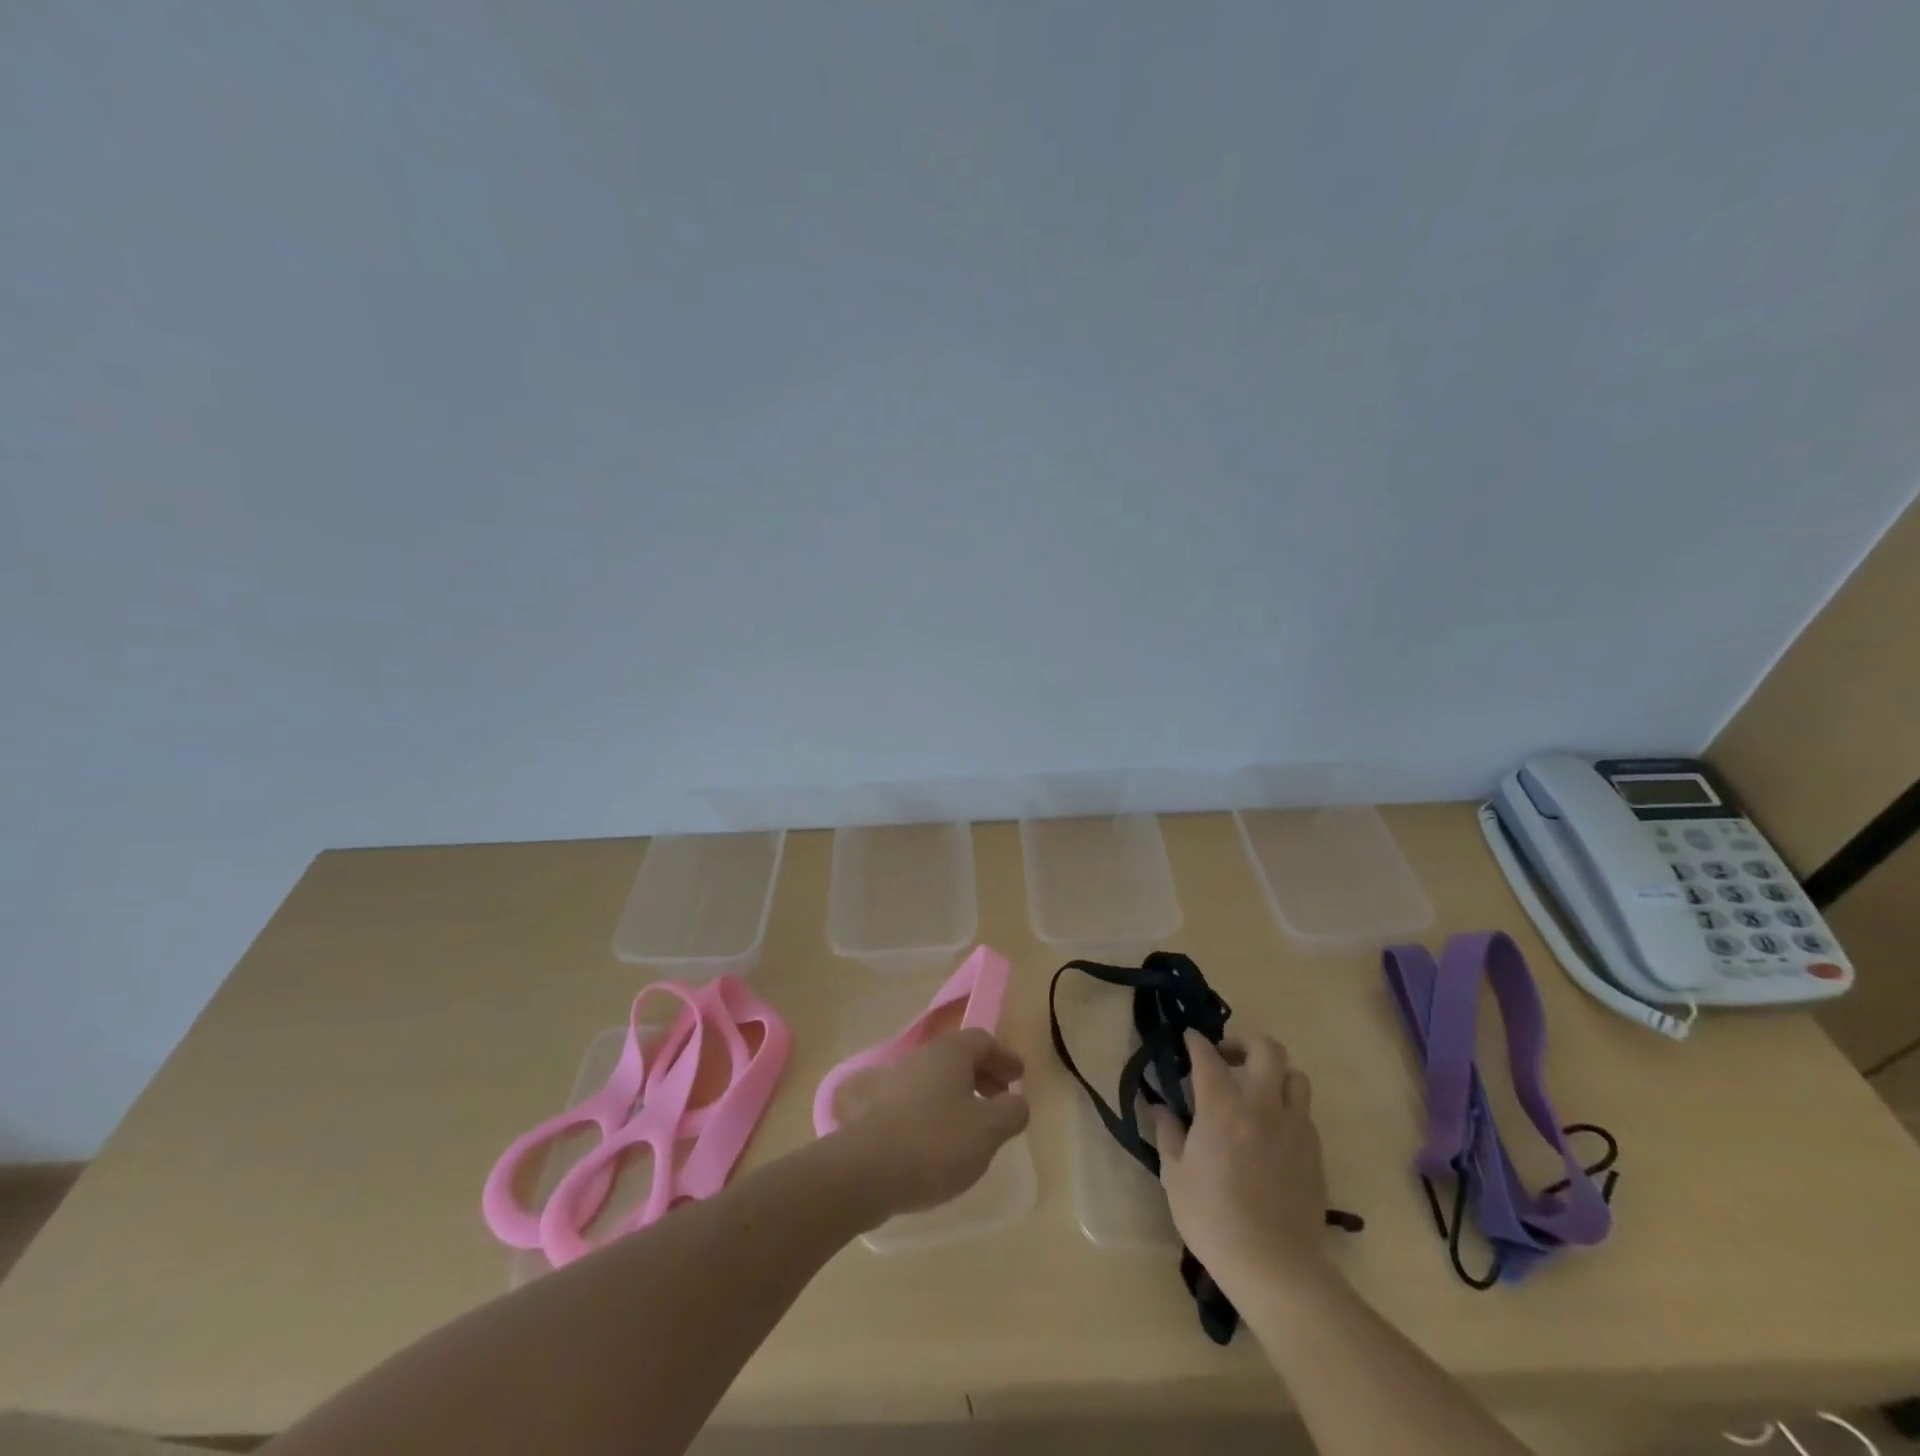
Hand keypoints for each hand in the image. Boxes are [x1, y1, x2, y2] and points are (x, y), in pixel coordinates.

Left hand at [832, 1029, 1029, 1221]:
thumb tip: (1015, 1102)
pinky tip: (935, 1141)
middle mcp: (919, 1057)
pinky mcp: (874, 1109)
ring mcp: (892, 1081)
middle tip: (1000, 1101)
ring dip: (957, 1095)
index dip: (1004, 1057)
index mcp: (949, 1052)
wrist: (864, 1171)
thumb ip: (1011, 1112)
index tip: (1018, 1077)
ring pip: (934, 1079)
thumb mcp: (988, 1130)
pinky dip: (932, 1112)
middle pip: (957, 1057)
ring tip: (971, 1126)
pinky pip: (913, 1101)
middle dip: (983, 1076)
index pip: (982, 1040)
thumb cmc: (935, 1143)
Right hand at [1153, 1031, 1331, 1298]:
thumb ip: (1168, 1134)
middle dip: (1245, 1042)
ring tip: (1256, 1090)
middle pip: (1267, 1049)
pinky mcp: (1315, 1152)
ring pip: (1295, 1076)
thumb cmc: (1214, 1219)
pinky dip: (1287, 1107)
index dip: (1197, 1042)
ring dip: (1274, 1073)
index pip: (1208, 1056)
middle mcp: (1262, 1105)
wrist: (1275, 1267)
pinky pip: (1304, 1112)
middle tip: (1227, 1057)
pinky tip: (1271, 1130)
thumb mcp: (1175, 1176)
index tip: (1189, 1039)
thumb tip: (1160, 1108)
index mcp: (1222, 1107)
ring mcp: (1294, 1127)